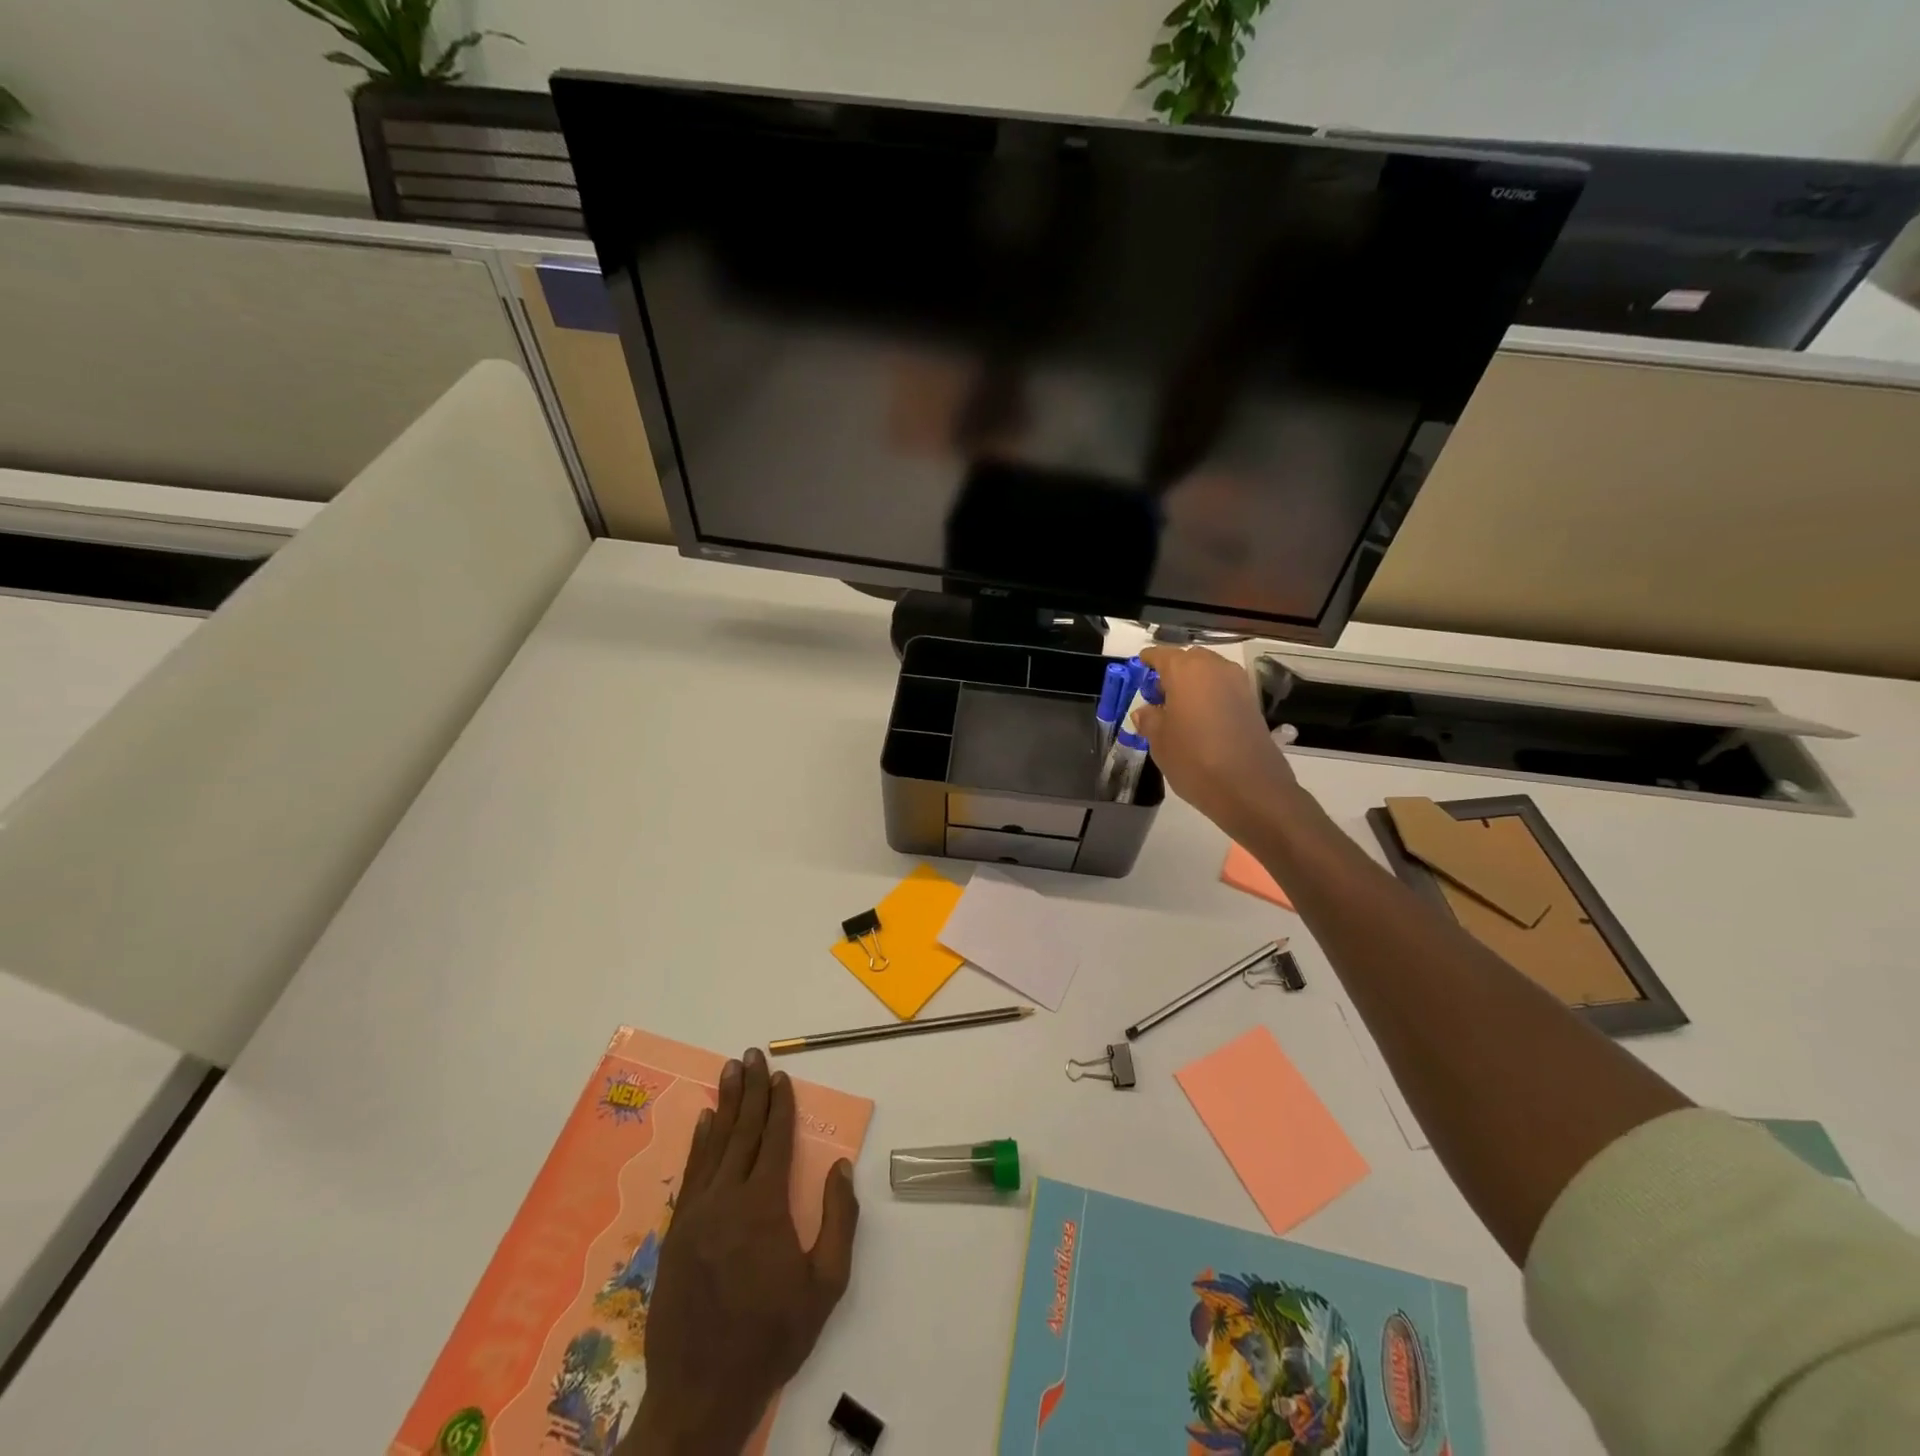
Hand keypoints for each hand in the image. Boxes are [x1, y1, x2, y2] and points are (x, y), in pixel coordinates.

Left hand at [622, 1048, 859, 1455]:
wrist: (700, 1394)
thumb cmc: (772, 1338)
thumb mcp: (825, 1286)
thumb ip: (838, 1221)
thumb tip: (839, 1167)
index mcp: (764, 1207)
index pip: (774, 1139)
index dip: (780, 1104)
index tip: (782, 1075)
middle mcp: (727, 1198)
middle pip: (742, 1130)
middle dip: (750, 1089)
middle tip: (752, 1054)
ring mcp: (696, 1213)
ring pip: (714, 1144)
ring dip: (724, 1104)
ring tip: (730, 1071)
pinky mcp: (676, 1232)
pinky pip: (691, 1173)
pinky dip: (699, 1143)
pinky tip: (703, 1121)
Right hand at [1135, 646, 1300, 840]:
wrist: (1249, 788)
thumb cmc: (1193, 759)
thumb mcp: (1159, 741)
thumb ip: (1149, 719)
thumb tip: (1146, 710)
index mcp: (1186, 670)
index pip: (1161, 654)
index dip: (1148, 662)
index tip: (1139, 670)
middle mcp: (1215, 668)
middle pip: (1188, 660)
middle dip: (1172, 673)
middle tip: (1158, 697)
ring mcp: (1238, 683)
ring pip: (1209, 673)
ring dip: (1193, 685)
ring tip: (1179, 712)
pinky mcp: (1252, 703)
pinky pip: (1224, 690)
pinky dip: (1210, 697)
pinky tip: (1201, 722)